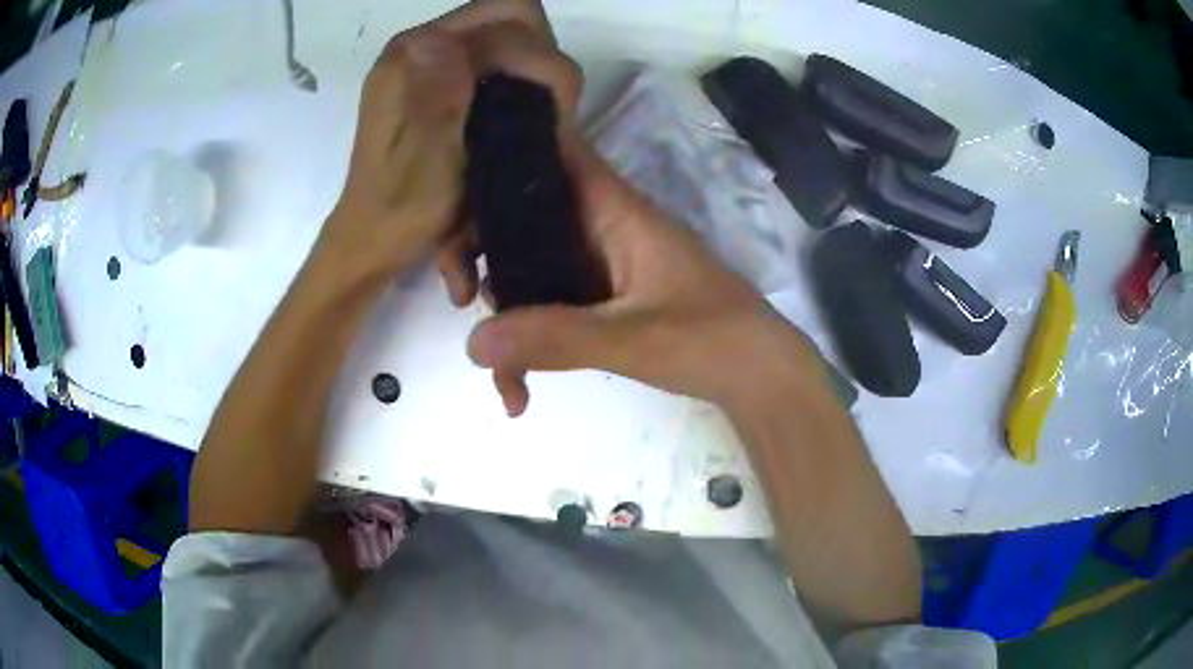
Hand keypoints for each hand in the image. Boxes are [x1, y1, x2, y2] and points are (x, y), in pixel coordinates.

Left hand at [323, 0, 566, 281]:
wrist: (373, 238)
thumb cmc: (401, 210)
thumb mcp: (426, 161)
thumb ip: (439, 97)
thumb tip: (442, 37)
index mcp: (412, 55)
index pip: (502, 12)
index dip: (537, 52)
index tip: (550, 105)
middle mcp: (422, 45)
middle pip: (510, 16)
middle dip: (539, 58)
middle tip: (547, 111)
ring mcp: (431, 59)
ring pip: (509, 35)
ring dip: (531, 70)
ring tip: (536, 117)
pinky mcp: (439, 79)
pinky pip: (496, 57)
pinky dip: (518, 79)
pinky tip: (516, 116)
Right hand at [453, 142, 805, 415]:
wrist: (755, 375)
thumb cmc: (710, 338)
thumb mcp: (633, 337)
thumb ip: (556, 337)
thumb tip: (472, 343)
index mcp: (612, 208)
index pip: (550, 153)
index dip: (499, 156)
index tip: (455, 196)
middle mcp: (596, 226)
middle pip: (518, 214)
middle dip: (477, 250)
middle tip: (457, 297)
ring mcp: (595, 264)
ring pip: (525, 266)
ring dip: (500, 312)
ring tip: (500, 374)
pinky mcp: (597, 298)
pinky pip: (545, 305)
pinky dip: (527, 342)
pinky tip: (519, 390)